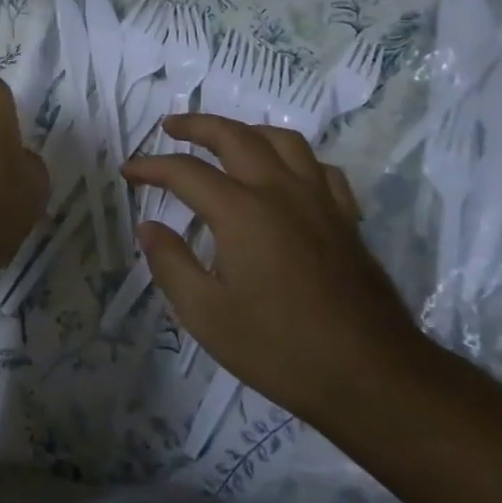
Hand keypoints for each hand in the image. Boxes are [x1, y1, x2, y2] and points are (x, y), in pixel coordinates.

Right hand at [122, 115, 425, 425]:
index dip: (151, 166)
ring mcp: (319, 201)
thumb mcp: (207, 316)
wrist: (373, 377)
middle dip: (196, 125)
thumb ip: (171, 264)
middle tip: (169, 127)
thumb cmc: (281, 349)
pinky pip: (318, 167)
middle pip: (234, 136)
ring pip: (282, 140)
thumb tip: (148, 227)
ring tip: (225, 139)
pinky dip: (292, 158)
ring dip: (246, 130)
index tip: (128, 172)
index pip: (186, 171)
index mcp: (242, 211)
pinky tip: (284, 174)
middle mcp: (280, 191)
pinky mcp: (345, 218)